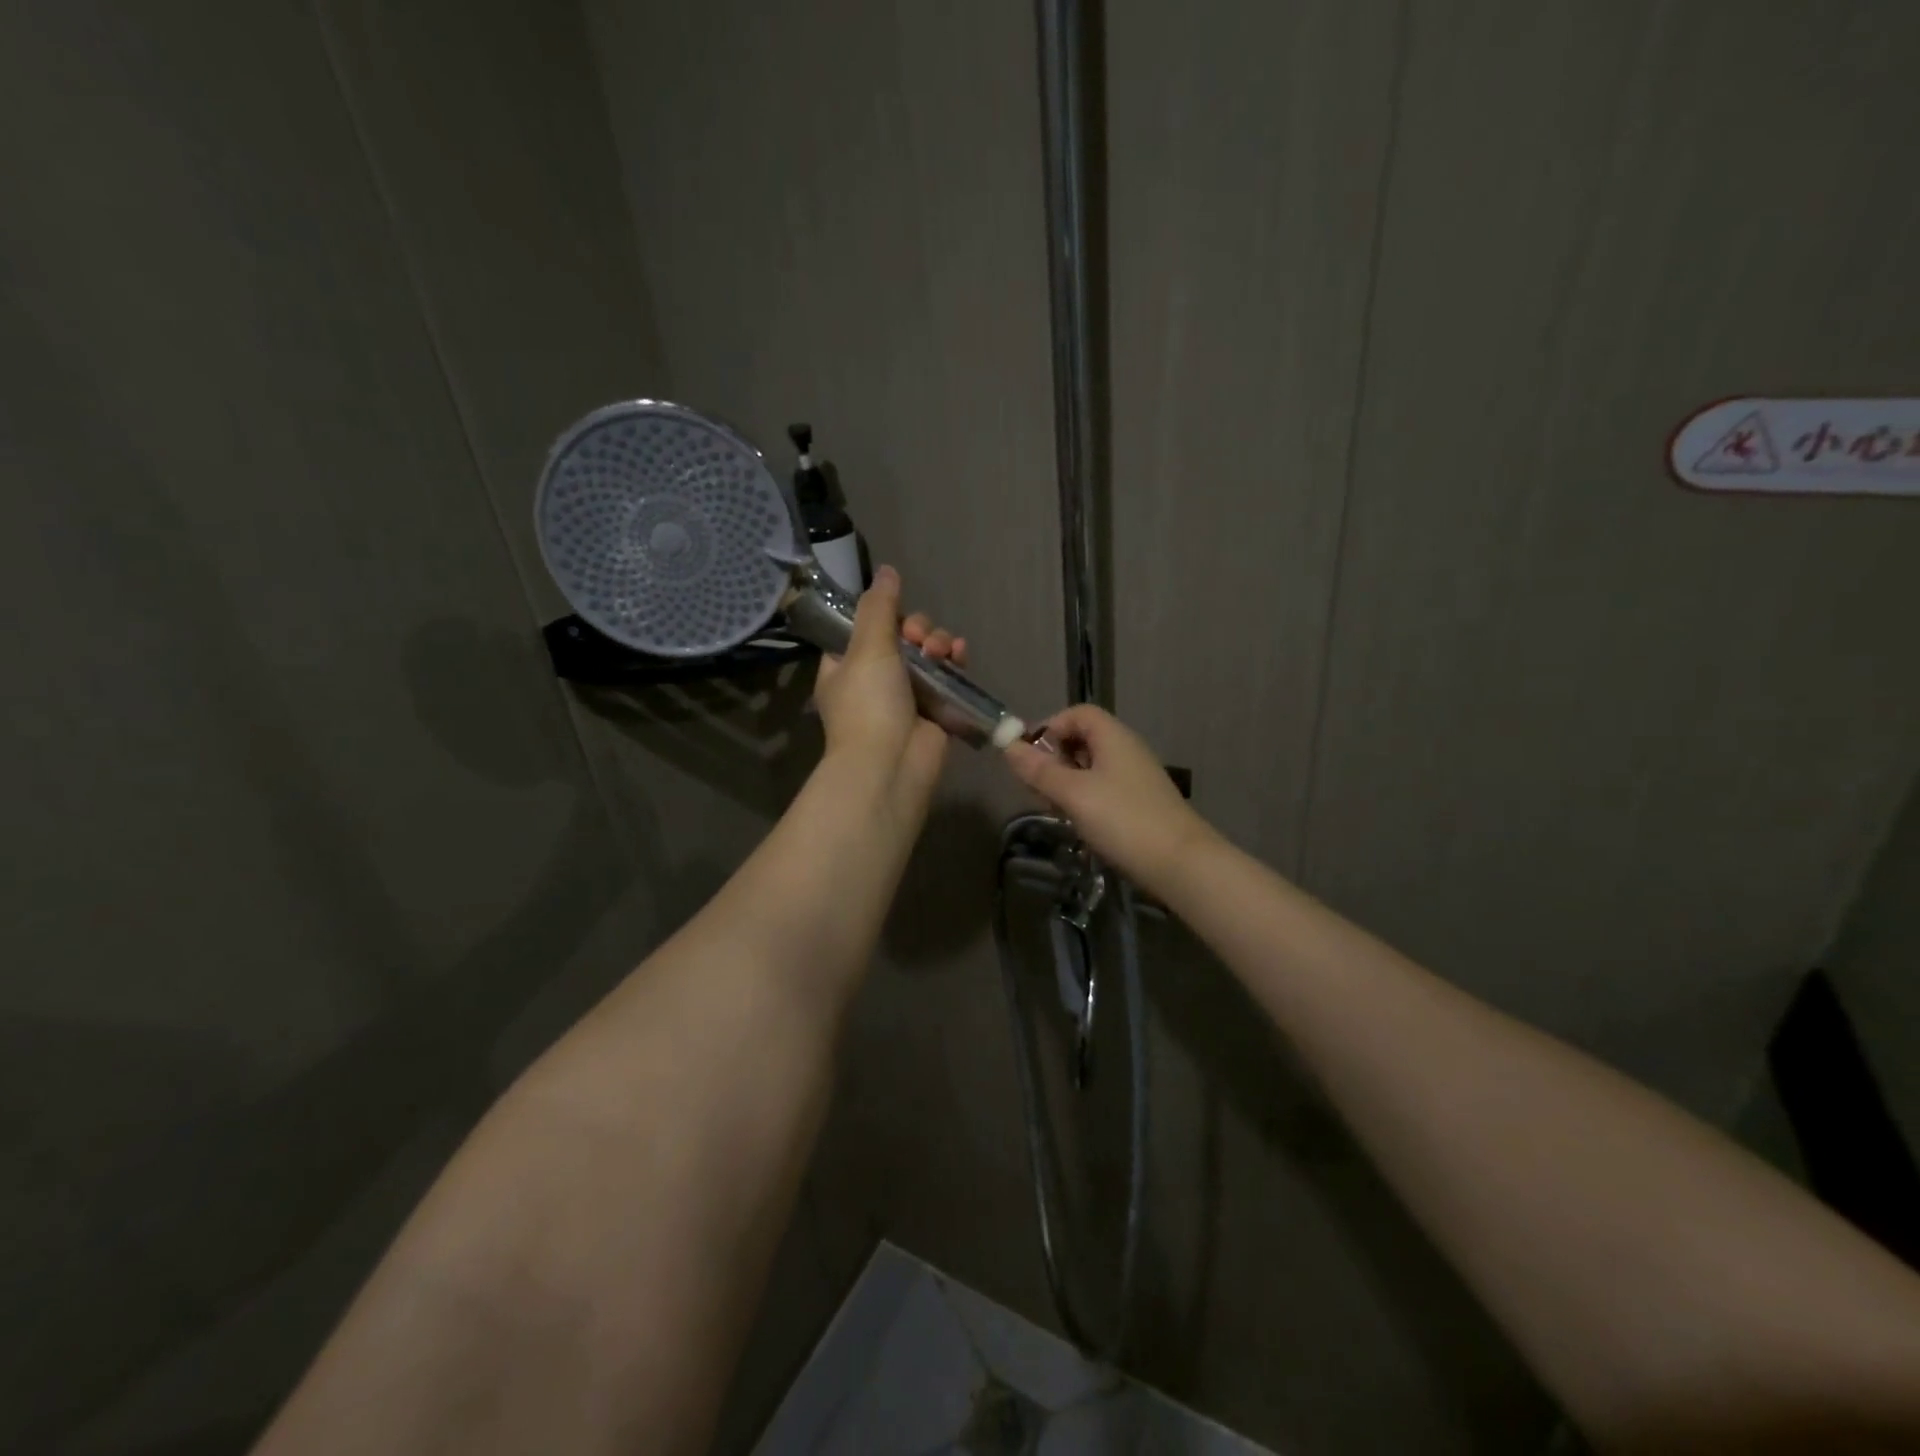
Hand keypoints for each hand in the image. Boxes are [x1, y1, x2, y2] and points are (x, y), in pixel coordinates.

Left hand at [813, 565, 967, 813]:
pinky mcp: (935, 709)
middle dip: (917, 630)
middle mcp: (874, 680)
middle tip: (918, 638)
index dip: (882, 616)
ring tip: (941, 651)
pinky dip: (955, 662)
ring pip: (927, 654)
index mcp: (845, 667)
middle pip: (901, 637)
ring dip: (938, 643)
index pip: (863, 629)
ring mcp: (906, 696)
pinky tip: (961, 655)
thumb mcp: (866, 647)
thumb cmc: (869, 703)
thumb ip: (879, 606)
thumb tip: (887, 570)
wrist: (892, 764)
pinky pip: (948, 676)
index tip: (894, 613)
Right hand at [1003, 704, 1214, 893]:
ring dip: (1067, 783)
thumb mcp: (1073, 794)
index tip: (1029, 757)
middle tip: (1038, 789)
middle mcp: (1126, 750)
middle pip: (1082, 739)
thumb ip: (1039, 770)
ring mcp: (1135, 778)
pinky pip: (1103, 789)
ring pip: (1091, 768)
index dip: (1049, 728)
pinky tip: (1079, 823)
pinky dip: (1085, 799)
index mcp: (1113, 737)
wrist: (1181, 864)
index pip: (1077, 714)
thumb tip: (1008, 746)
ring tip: (1056, 809)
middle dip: (1054, 759)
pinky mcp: (1139, 804)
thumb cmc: (1123, 820)